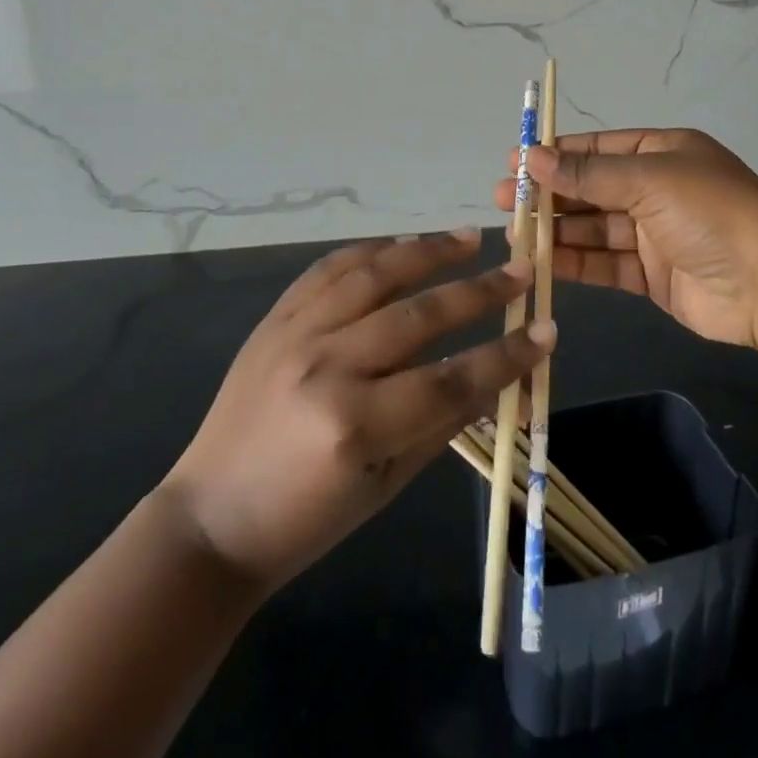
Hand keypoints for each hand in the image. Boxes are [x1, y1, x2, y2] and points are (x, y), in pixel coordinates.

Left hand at [159, 231, 552, 594]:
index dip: (506, 356)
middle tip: (518, 269)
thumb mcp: (385, 486)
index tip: (546, 330)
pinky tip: (399, 242)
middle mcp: (327, 365)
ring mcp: (295, 334)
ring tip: (467, 238)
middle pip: (418, 315)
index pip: (451, 378)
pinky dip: (369, 251)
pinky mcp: (274, 319)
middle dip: (478, 291)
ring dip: (426, 251)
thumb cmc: (305, 519)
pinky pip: (328, 270)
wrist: (211, 517)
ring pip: (374, 274)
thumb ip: (442, 423)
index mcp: (356, 424)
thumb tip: (497, 377)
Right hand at [494, 129, 757, 347]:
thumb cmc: (709, 212)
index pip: (598, 149)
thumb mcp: (648, 180)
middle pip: (591, 188)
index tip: (516, 161)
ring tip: (514, 233)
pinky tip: (542, 261)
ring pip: (594, 228)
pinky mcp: (652, 276)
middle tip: (505, 200)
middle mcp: (656, 189)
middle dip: (549, 193)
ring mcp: (654, 235)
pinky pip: (605, 263)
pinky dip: (575, 262)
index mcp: (662, 153)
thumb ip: (587, 174)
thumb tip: (532, 157)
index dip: (557, 154)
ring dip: (556, 229)